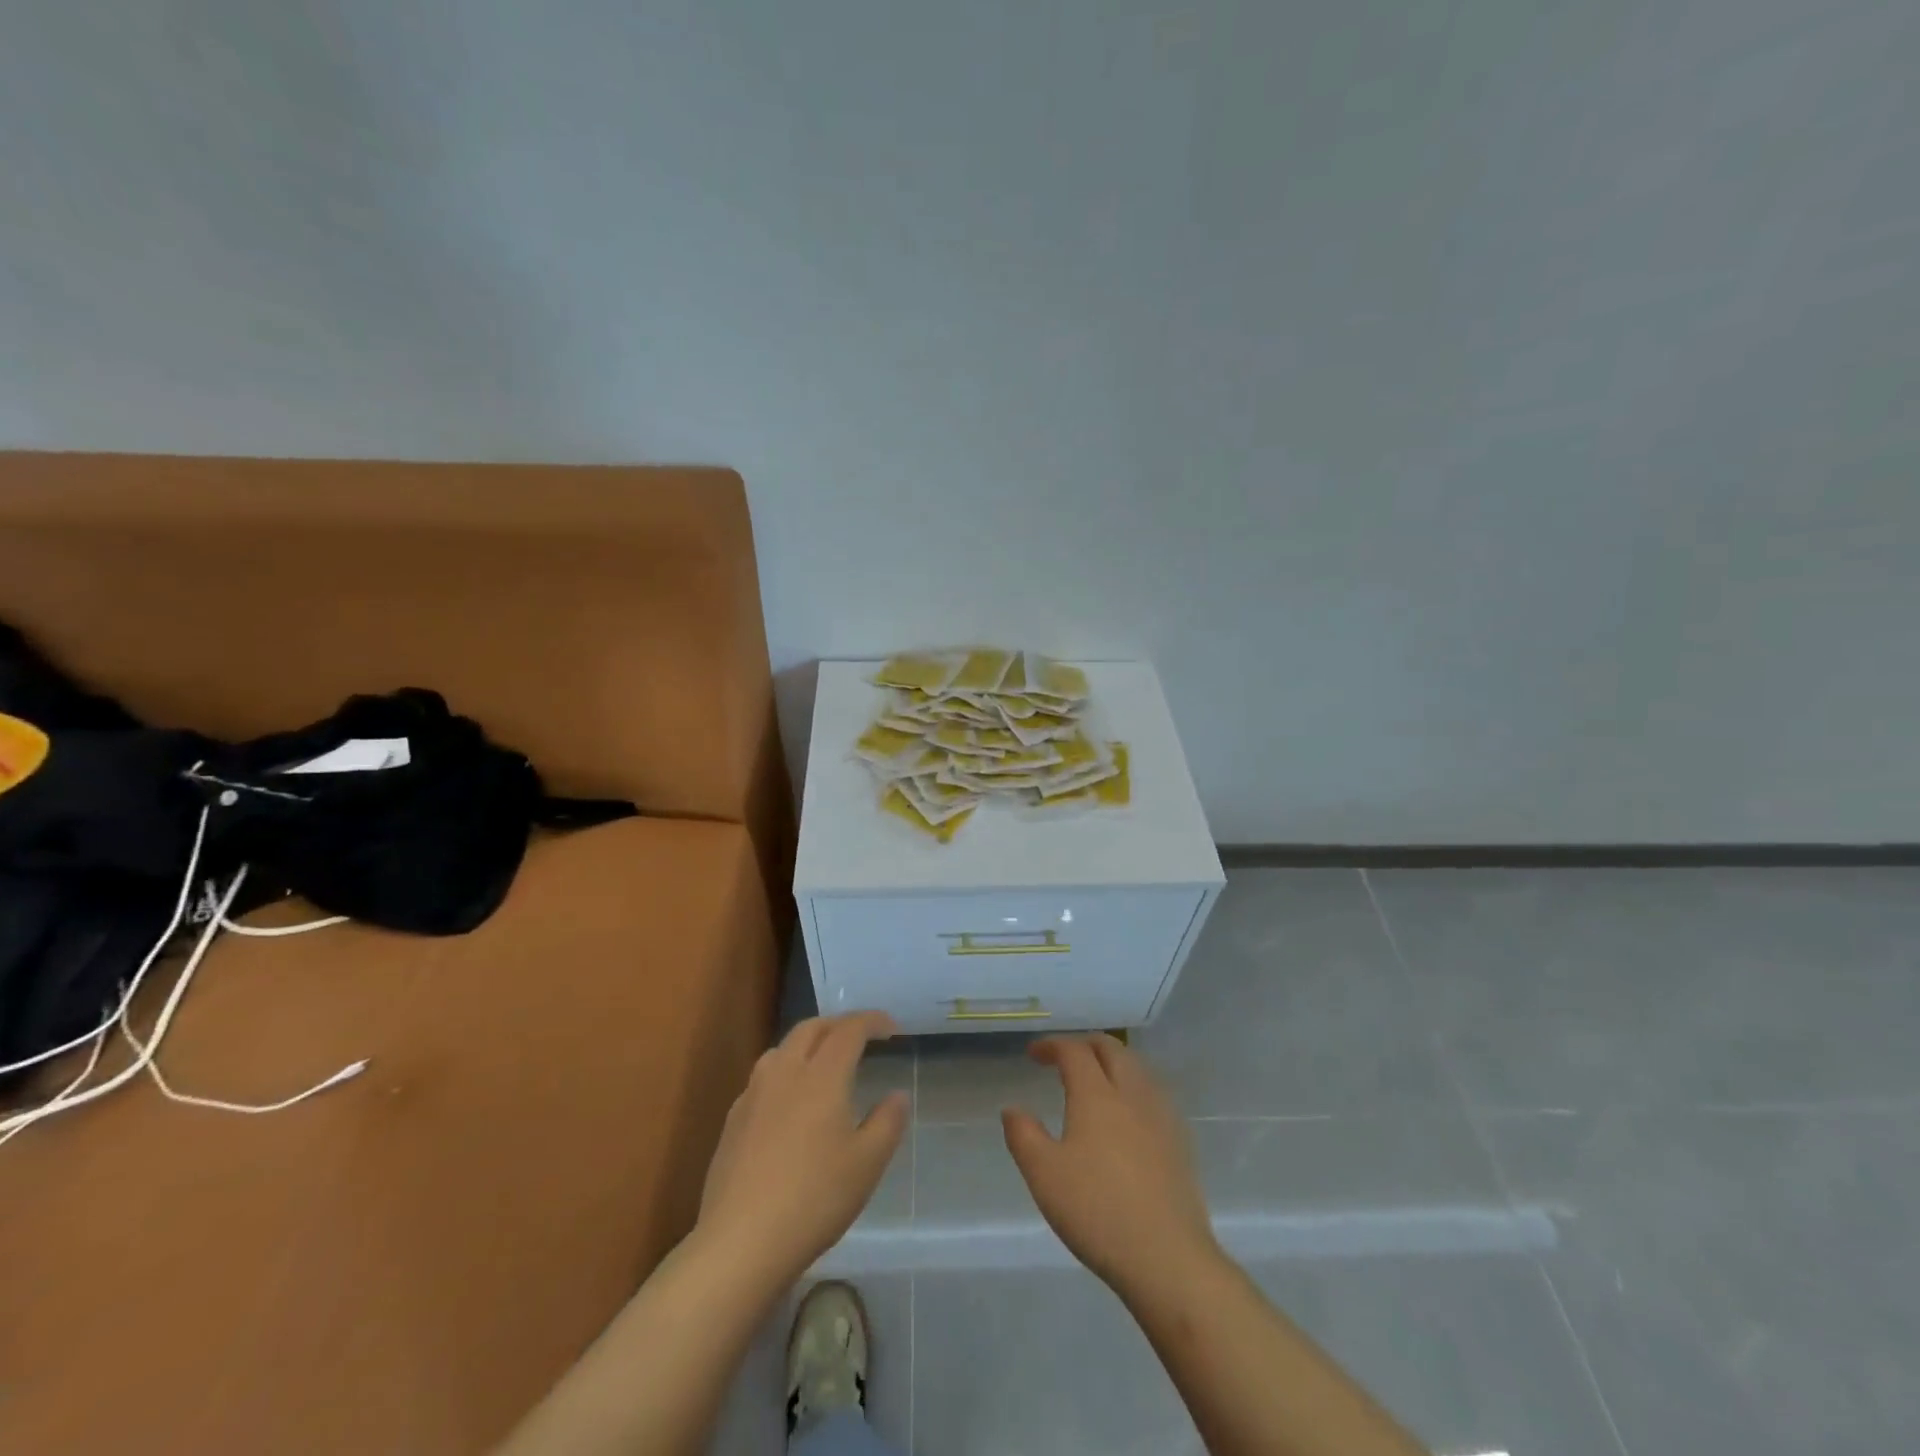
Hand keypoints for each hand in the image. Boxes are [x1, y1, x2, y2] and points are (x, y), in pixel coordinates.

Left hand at [695, 1012, 908, 1287]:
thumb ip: (887, 1122)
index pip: (849, 1030)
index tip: (891, 1027)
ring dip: (808, 1043)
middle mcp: (785, 1072)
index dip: (872, 1021)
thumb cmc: (814, 1198)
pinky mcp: (733, 1120)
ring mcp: (753, 1095)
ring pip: (782, 1048)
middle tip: (860, 1037)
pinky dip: (784, 1072)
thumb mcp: (867, 1164)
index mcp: (822, 1076)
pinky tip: (789, 1102)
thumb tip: (897, 1095)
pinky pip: (763, 1077)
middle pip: (811, 1028)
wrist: (741, 1242)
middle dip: (838, 1024)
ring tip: (823, 1062)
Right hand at [1002, 1034, 1220, 1300]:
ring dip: (1113, 1062)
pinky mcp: (1180, 1141)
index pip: (1074, 1051)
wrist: (1167, 1257)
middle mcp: (1131, 1094)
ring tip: (1096, 1080)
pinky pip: (1154, 1094)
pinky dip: (1134, 1086)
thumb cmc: (1097, 1211)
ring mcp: (1161, 1116)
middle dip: (1085, 1044)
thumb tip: (1012, 1109)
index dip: (1052, 1045)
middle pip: (1111, 1049)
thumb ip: (1024, 1135)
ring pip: (1137, 1068)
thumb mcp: (1044, 1175)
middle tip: (1065, 1058)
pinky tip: (1128, 1114)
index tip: (1033, 1054)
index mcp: (1096, 1095)